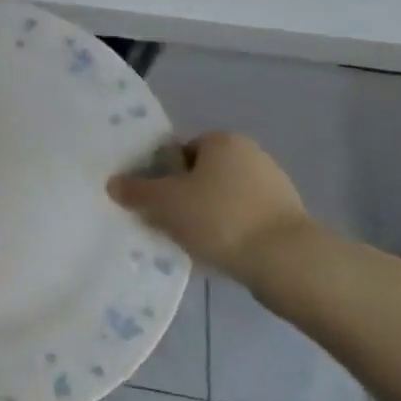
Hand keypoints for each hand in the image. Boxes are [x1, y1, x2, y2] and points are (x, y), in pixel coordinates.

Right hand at [109, 131, 311, 281]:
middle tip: (166, 222)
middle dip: (184, 197)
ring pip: (224, 199)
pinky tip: (219, 254)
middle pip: (203, 174)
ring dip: (207, 217)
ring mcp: (274, 187)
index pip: (182, 150)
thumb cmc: (219, 217)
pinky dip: (230, 233)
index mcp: (222, 140)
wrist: (286, 261)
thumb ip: (136, 191)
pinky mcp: (287, 219)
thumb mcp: (165, 203)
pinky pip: (244, 220)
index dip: (163, 174)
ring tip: (191, 244)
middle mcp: (251, 155)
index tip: (154, 200)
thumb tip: (113, 183)